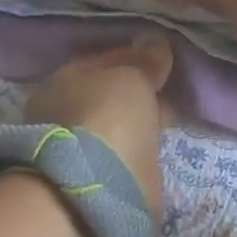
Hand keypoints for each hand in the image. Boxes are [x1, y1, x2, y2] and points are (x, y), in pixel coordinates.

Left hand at [23, 33, 174, 220]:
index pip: (106, 60)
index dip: (137, 58)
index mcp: (64, 82)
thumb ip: (145, 62)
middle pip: (110, 96)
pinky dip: (139, 154)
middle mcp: (64, 115)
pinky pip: (124, 158)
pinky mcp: (95, 186)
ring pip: (117, 129)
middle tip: (172, 91)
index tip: (166, 60)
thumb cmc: (105, 119)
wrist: (92, 195)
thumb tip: (155, 41)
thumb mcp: (132, 79)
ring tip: (170, 122)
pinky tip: (159, 151)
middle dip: (139, 93)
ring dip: (139, 125)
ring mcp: (77, 153)